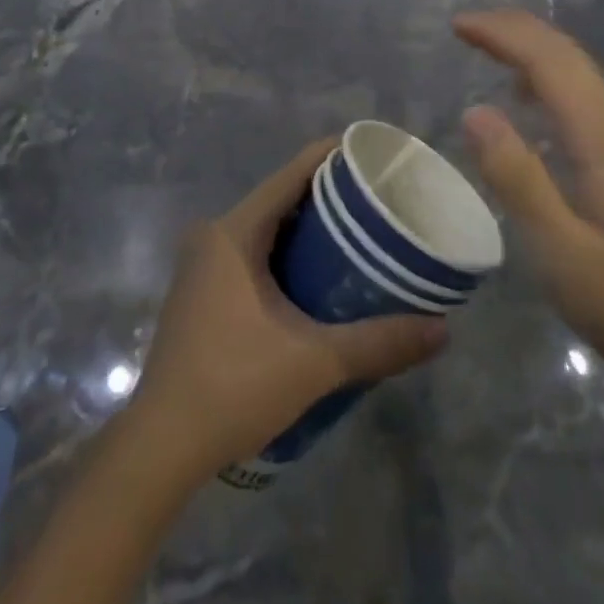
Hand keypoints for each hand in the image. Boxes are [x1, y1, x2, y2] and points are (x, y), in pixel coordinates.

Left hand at [128, 140, 447, 482]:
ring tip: (359, 235)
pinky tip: (318, 276)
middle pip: (280, 198)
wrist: (160, 448)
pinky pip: (251, 253)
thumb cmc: (234, 387)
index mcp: (234, 232)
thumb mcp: (315, 362)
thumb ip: (379, 343)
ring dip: (307, 229)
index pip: (291, 175)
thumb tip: (443, 331)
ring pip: (265, 228)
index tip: (374, 155)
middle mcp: (213, 236)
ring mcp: (202, 265)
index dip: (332, 158)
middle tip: (378, 201)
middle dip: (328, 196)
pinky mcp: (200, 293)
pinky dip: (285, 254)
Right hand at [454, 9, 603, 386]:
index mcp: (600, 137)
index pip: (549, 60)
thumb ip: (517, 178)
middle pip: (565, 53)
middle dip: (514, 29)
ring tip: (486, 46)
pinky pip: (579, 94)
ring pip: (575, 70)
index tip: (457, 25)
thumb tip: (474, 111)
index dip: (502, 34)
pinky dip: (545, 75)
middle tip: (464, 26)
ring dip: (530, 47)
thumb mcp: (561, 250)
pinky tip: (524, 96)